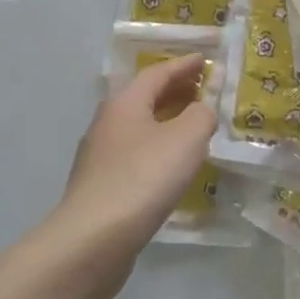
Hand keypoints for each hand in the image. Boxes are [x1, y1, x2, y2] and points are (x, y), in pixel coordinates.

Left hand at [48, 55, 216, 293]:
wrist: (93, 239)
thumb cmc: (143, 178)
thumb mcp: (186, 139)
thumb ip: (201, 115)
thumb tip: (203, 107)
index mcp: (125, 103)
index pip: (157, 72)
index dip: (184, 65)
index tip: (206, 59)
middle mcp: (108, 122)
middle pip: (145, 97)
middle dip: (176, 90)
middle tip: (204, 89)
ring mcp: (101, 155)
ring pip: (140, 126)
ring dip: (167, 120)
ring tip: (194, 126)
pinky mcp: (102, 185)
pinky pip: (136, 153)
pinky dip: (158, 148)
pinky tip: (173, 165)